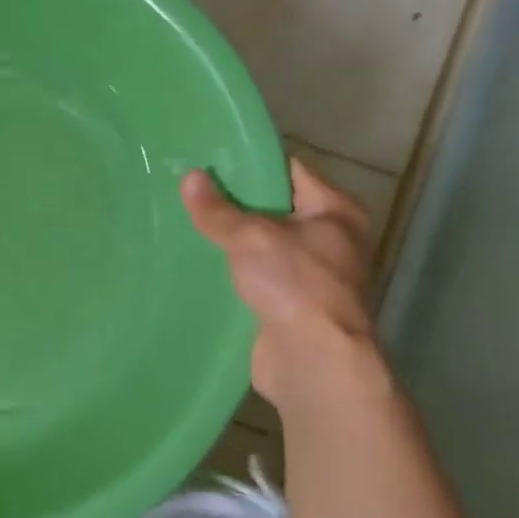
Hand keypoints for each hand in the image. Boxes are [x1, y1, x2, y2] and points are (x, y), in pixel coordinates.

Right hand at [181, 161, 377, 407]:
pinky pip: (252, 275)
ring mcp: (309, 273)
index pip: (288, 170)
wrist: (312, 360)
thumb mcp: (251, 237)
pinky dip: (229, 270)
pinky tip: (195, 262)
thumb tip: (189, 177)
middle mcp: (328, 238)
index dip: (249, 162)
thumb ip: (218, 210)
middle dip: (231, 202)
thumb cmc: (295, 285)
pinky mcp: (287, 303)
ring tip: (183, 221)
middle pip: (272, 207)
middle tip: (187, 189)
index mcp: (335, 210)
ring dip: (227, 239)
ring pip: (259, 244)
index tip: (208, 158)